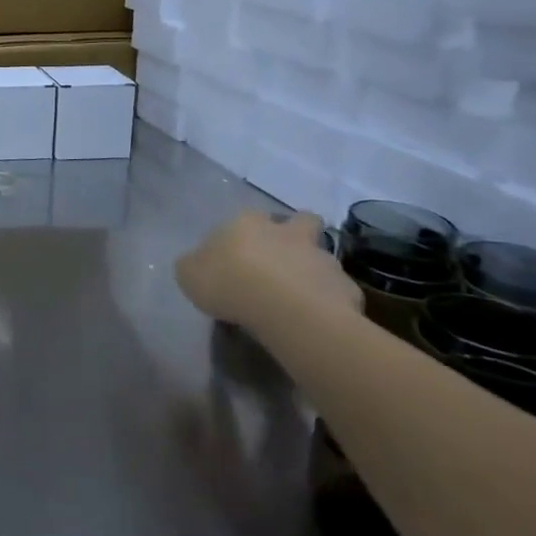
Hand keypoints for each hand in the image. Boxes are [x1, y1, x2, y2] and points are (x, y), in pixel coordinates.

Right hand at [175, 210, 359, 330]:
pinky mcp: (345, 287)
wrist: (286, 309)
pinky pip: (337, 291)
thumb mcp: (189, 274)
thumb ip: (195, 265)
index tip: (240, 252)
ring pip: (322, 257)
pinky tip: (318, 318)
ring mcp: (321, 258)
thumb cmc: (229, 283)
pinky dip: (330, 300)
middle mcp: (288, 232)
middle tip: (284, 258)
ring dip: (313, 270)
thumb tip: (199, 264)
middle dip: (297, 233)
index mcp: (248, 223)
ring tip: (300, 296)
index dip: (246, 232)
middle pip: (301, 221)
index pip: (249, 216)